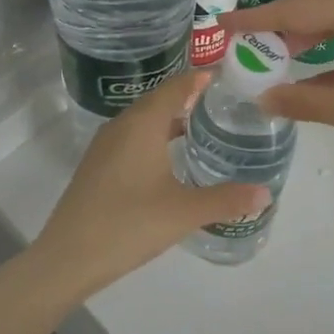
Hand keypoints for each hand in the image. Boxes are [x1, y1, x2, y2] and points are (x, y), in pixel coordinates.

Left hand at [21, 70, 268, 310]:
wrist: (67, 257)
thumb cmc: (129, 224)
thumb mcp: (184, 212)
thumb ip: (226, 200)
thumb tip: (266, 193)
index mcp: (143, 124)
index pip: (175, 87)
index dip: (199, 79)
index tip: (226, 76)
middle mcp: (122, 125)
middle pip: (158, 100)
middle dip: (188, 97)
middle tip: (222, 102)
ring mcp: (105, 146)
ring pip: (143, 120)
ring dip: (169, 119)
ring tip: (201, 127)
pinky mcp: (97, 166)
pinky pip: (131, 138)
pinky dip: (154, 137)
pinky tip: (169, 159)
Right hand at [222, 0, 333, 164]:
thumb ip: (308, 101)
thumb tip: (265, 98)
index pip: (297, 9)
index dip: (257, 19)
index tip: (222, 25)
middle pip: (317, 8)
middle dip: (280, 27)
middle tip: (246, 45)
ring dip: (308, 38)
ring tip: (277, 58)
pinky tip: (320, 72)